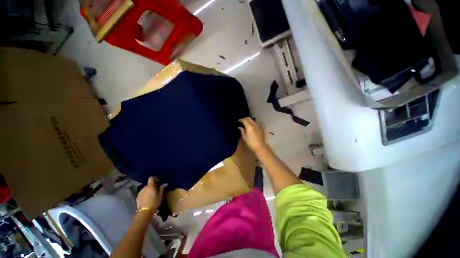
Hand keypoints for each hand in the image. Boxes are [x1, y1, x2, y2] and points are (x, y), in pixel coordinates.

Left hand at [136, 177, 166, 214]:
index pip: (151, 178)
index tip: (158, 181)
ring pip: (146, 188)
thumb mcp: (160, 195)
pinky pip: (143, 193)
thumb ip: (162, 188)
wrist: (144, 212)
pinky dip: (146, 193)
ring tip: (152, 195)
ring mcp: (140, 192)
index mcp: (150, 186)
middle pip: (149, 184)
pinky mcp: (138, 197)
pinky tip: (148, 198)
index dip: (155, 178)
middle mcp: (144, 188)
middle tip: (157, 189)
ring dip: (149, 190)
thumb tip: (165, 183)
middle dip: (153, 185)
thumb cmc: (154, 202)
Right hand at [239, 117, 266, 150]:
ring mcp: (258, 126)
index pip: (244, 120)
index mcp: (250, 126)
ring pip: (253, 120)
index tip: (238, 121)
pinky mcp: (261, 128)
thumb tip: (240, 127)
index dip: (241, 119)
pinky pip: (256, 123)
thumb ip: (242, 130)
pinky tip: (251, 127)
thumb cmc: (251, 142)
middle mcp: (254, 124)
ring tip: (246, 124)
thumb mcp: (244, 137)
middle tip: (241, 121)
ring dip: (249, 121)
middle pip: (249, 118)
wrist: (260, 146)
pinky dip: (252, 123)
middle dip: (245, 119)